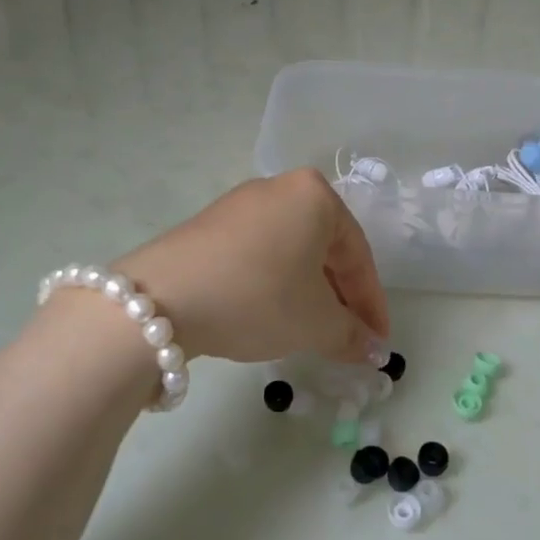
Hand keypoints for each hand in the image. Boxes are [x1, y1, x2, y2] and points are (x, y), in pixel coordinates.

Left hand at [115, 169, 391, 365]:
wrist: (160, 299)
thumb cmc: (257, 298)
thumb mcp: (315, 323)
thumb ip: (352, 335)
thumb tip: (374, 350)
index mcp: (316, 196)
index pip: (358, 255)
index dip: (372, 304)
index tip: (379, 342)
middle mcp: (280, 188)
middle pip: (325, 249)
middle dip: (340, 298)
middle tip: (349, 338)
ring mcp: (240, 204)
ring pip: (292, 252)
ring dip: (308, 293)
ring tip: (312, 332)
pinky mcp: (209, 225)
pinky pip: (259, 253)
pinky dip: (275, 284)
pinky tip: (271, 314)